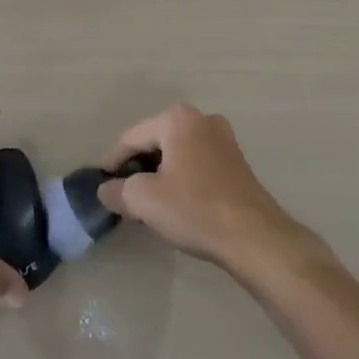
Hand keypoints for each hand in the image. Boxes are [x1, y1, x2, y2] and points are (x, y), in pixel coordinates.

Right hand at [98, 103, 316, 275]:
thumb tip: (106, 190)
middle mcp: (202, 120)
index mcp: (177, 119)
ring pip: (177, 153)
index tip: (102, 183)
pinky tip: (177, 203)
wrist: (256, 238)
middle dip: (137, 166)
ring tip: (148, 201)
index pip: (131, 138)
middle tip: (124, 193)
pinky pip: (196, 163)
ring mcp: (224, 139)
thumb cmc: (195, 209)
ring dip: (160, 173)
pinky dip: (181, 177)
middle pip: (155, 141)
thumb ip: (118, 191)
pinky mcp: (237, 162)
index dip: (112, 162)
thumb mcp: (144, 200)